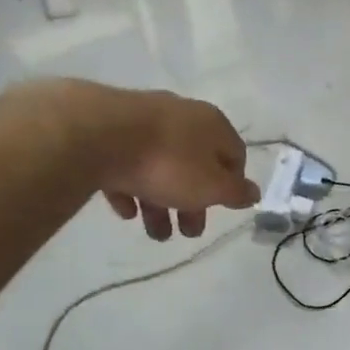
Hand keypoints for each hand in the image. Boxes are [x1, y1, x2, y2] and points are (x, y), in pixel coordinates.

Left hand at [82, 87, 259, 240]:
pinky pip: (127, 164)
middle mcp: (181, 117)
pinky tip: (126, 209)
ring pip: (160, 167)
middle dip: (192, 204)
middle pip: (195, 165)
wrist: (96, 134)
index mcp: (212, 125)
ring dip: (160, 203)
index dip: (232, 186)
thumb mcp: (212, 186)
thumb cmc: (168, 163)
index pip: (235, 155)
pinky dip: (130, 188)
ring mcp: (142, 121)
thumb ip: (236, 192)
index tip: (222, 210)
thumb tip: (254, 193)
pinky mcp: (108, 130)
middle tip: (187, 232)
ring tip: (153, 232)